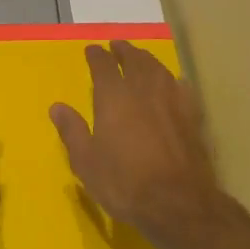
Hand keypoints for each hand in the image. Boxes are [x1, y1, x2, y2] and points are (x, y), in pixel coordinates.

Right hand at [51, 41, 231, 248]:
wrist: (178, 203)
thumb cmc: (124, 182)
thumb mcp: (86, 161)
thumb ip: (72, 131)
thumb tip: (57, 107)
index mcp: (113, 97)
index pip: (103, 65)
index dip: (96, 55)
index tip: (92, 50)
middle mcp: (143, 90)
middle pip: (134, 60)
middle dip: (124, 50)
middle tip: (118, 45)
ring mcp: (171, 101)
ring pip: (158, 69)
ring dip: (147, 60)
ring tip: (141, 58)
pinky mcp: (192, 116)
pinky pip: (180, 87)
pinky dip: (172, 79)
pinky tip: (172, 82)